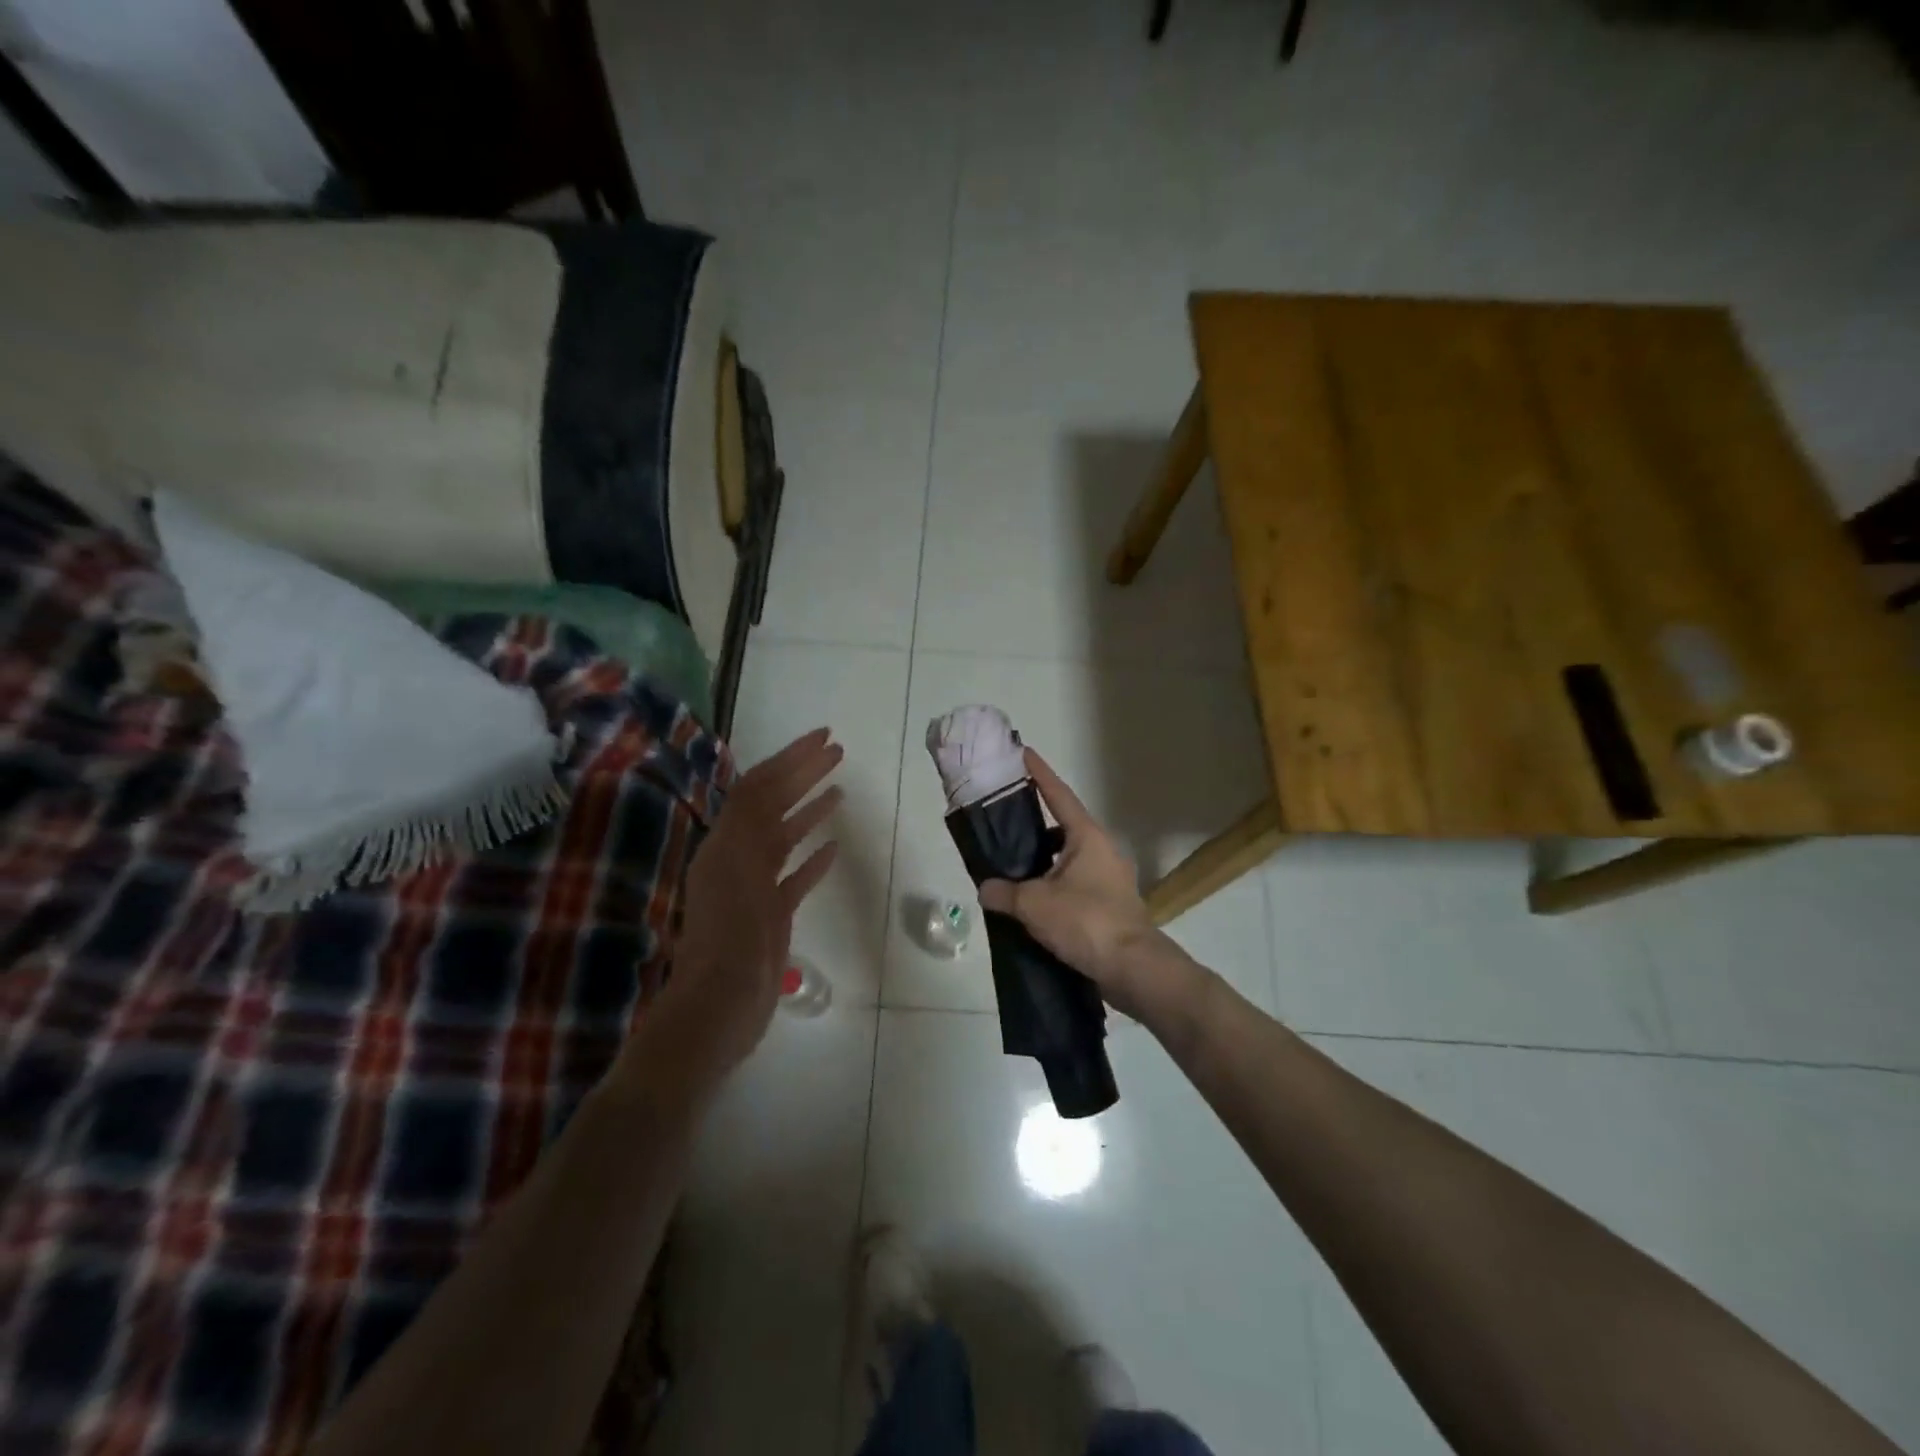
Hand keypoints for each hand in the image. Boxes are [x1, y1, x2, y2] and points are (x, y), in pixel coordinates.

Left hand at [652, 728, 842, 1084]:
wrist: (718, 1009)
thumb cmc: (728, 943)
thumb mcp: (736, 876)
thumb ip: (749, 827)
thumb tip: (765, 782)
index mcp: (727, 844)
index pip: (760, 787)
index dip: (790, 758)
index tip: (824, 737)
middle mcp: (738, 857)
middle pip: (774, 805)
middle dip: (803, 773)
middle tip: (838, 751)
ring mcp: (755, 887)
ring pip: (785, 837)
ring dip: (810, 809)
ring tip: (840, 789)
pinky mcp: (770, 915)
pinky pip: (794, 877)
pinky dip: (813, 859)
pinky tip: (834, 848)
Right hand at [977, 748, 1198, 1024]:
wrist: (1133, 969)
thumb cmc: (1086, 922)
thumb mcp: (1035, 904)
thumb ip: (1005, 892)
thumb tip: (986, 889)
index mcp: (1087, 837)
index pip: (1058, 795)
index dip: (1039, 774)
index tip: (1023, 753)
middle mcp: (1101, 850)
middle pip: (1062, 828)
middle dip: (1034, 826)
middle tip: (1004, 825)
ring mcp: (1110, 879)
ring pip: (1067, 860)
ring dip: (1042, 862)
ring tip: (1011, 871)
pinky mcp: (1110, 905)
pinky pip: (1075, 885)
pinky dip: (1053, 887)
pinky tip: (1032, 905)